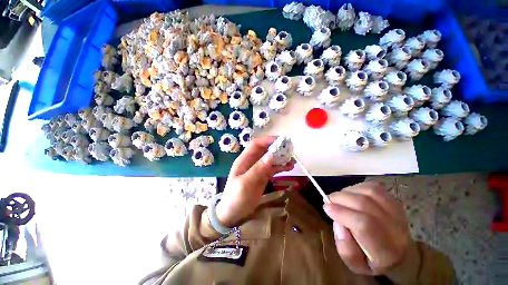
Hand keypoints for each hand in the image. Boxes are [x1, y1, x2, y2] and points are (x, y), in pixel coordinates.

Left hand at [216, 136, 294, 226]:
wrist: (233, 214)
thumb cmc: (236, 198)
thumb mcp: (245, 183)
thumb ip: (258, 169)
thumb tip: (271, 155)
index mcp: (244, 160)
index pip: (256, 145)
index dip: (267, 140)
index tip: (281, 141)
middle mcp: (251, 162)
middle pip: (265, 150)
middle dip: (276, 148)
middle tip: (290, 150)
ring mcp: (257, 169)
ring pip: (270, 159)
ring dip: (280, 158)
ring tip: (292, 159)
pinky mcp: (262, 177)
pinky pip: (272, 169)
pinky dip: (280, 167)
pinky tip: (289, 168)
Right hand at [323, 182, 418, 275]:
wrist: (402, 254)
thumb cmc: (374, 261)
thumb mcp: (357, 266)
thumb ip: (345, 249)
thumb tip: (338, 223)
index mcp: (386, 252)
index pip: (364, 225)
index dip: (342, 213)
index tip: (327, 208)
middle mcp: (396, 230)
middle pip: (365, 204)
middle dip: (340, 199)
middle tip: (329, 201)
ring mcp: (398, 212)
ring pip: (369, 192)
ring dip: (347, 192)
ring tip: (339, 198)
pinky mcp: (395, 201)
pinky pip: (373, 187)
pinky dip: (357, 187)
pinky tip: (350, 194)